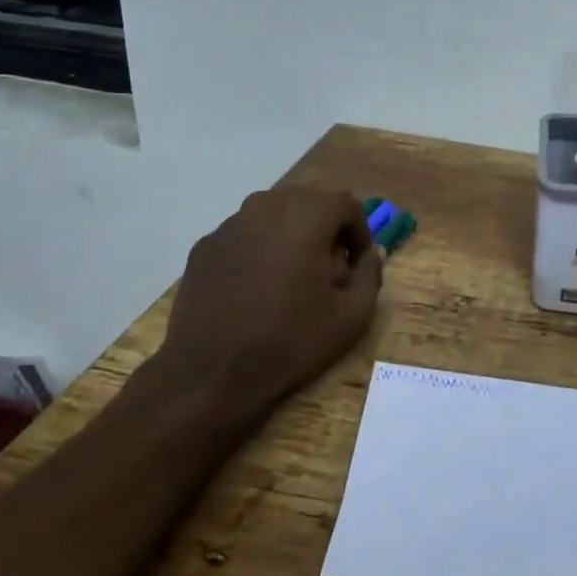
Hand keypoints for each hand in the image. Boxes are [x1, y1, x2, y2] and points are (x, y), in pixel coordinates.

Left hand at [158, 187, 382, 424]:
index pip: (346, 204)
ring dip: (291, 237)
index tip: (357, 265)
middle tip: (328, 271)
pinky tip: (255, 289)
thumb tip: (371, 253)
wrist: (211, 372)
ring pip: (274, 216)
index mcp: (306, 216)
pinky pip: (245, 235)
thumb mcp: (351, 316)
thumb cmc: (289, 341)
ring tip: (291, 279)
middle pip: (309, 203)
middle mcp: (266, 206)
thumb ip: (371, 274)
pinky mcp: (205, 245)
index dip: (359, 232)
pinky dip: (259, 250)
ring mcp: (230, 224)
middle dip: (325, 230)